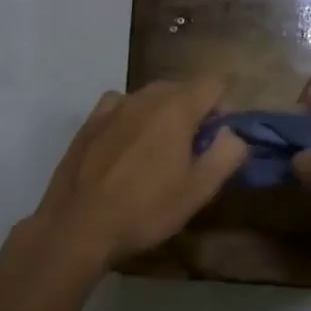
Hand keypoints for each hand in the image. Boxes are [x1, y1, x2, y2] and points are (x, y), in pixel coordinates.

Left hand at [30, 78, 248, 271]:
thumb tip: (232, 134)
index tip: (216, 140)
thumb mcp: (198, 191)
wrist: (77, 226)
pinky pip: (121, 107)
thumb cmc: (145, 210)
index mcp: (176, 109)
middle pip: (182, 88)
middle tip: (190, 152)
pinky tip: (125, 148)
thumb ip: (226, 155)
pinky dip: (132, 119)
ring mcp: (113, 107)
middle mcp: (145, 97)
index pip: (214, 83)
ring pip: (150, 97)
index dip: (223, 108)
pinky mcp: (89, 121)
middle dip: (194, 112)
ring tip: (156, 154)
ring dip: (162, 115)